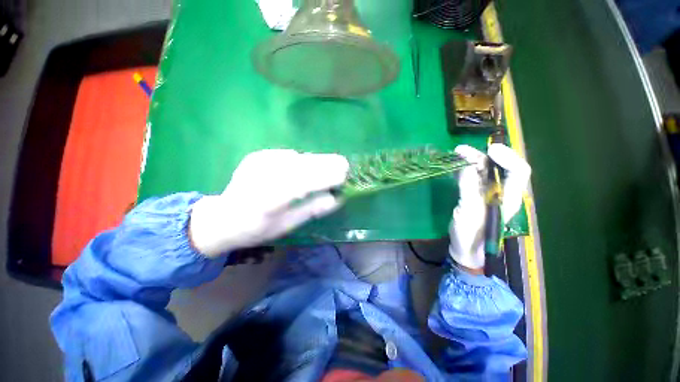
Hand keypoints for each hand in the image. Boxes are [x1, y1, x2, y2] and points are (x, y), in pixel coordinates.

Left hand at [189, 149, 348, 256]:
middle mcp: (261, 177)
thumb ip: (311, 210)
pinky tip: (305, 167)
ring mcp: (257, 163)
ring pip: (296, 158)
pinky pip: (287, 155)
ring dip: (316, 161)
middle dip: (325, 164)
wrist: (222, 217)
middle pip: (300, 166)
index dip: (324, 178)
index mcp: (267, 201)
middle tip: (344, 164)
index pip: (301, 185)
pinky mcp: (257, 156)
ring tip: (332, 164)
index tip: (344, 175)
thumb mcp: (286, 226)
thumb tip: (335, 198)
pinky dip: (301, 160)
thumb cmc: (256, 228)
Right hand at [449, 144, 530, 269]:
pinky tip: (456, 165)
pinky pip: (473, 177)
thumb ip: (469, 188)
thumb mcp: (469, 212)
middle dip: (483, 155)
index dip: (507, 157)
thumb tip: (467, 166)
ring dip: (472, 160)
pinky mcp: (475, 195)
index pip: (518, 171)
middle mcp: (502, 192)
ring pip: (484, 171)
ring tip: (457, 153)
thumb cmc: (471, 234)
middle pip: (498, 167)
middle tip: (462, 150)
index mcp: (509, 198)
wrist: (465, 248)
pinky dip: (465, 168)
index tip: (489, 150)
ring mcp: (488, 193)